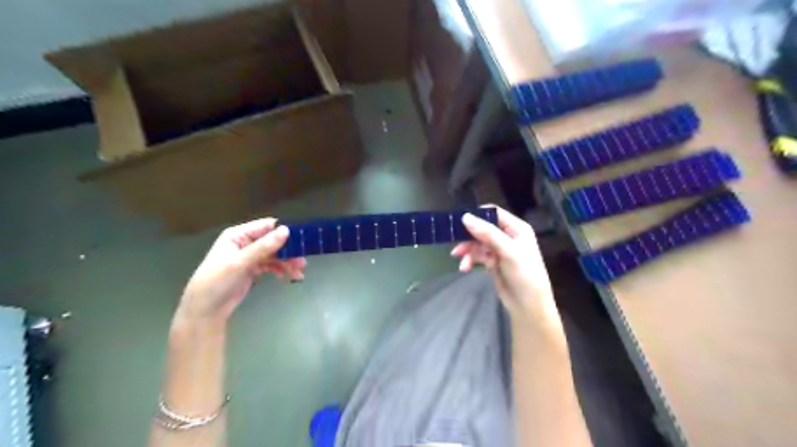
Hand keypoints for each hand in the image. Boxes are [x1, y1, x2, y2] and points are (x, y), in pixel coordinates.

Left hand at [178, 218, 306, 324]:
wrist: (205, 310)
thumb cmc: (217, 281)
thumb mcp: (240, 263)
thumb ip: (263, 247)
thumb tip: (286, 230)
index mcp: (238, 235)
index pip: (266, 226)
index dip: (283, 231)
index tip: (301, 239)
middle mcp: (245, 243)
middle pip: (273, 241)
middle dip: (289, 250)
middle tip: (303, 261)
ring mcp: (250, 256)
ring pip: (275, 254)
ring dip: (288, 262)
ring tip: (299, 272)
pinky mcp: (253, 269)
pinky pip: (272, 265)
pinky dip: (281, 269)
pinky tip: (288, 277)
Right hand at [454, 208, 558, 330]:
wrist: (528, 305)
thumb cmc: (524, 274)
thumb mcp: (508, 251)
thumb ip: (487, 233)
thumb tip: (465, 217)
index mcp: (516, 228)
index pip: (493, 214)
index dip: (477, 215)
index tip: (459, 221)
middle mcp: (508, 236)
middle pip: (482, 229)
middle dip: (469, 237)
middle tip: (455, 241)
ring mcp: (500, 250)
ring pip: (477, 243)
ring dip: (467, 251)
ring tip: (460, 259)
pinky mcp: (493, 262)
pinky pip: (477, 256)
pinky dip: (470, 260)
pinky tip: (464, 268)